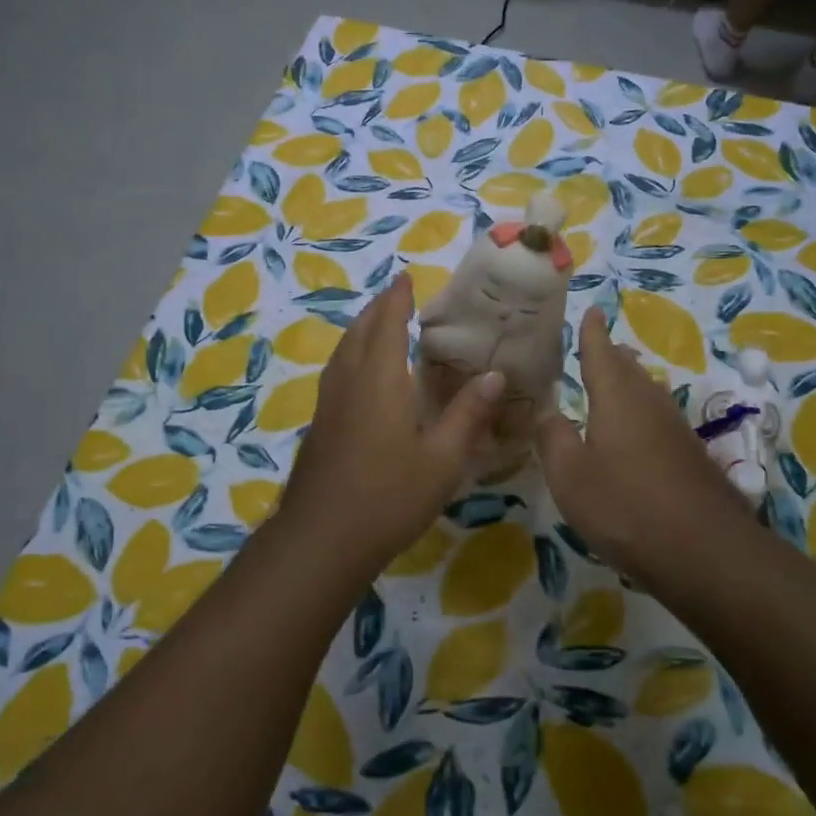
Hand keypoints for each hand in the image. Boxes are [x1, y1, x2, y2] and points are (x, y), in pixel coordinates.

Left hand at [276, 272, 504, 572]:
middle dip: (376, 309)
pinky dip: (351, 356)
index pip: (388, 324)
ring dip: (360, 330)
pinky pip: (336, 373)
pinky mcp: (319, 426)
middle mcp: (349, 382)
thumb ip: (468, 414)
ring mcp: (328, 404)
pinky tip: (361, 377)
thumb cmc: (389, 496)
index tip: (405, 276)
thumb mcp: (442, 459)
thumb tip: (495, 375)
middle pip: (359, 332)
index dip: (397, 299)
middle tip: (395, 296)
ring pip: (342, 352)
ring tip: (377, 326)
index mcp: (380, 380)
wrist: (322, 539)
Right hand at [538, 307, 758, 584]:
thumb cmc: (625, 507)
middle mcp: (650, 403)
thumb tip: (547, 409)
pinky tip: (636, 431)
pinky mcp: (691, 456)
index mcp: (617, 398)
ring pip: (648, 391)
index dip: (592, 333)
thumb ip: (553, 437)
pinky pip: (659, 417)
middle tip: (596, 345)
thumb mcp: (570, 475)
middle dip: (611, 355)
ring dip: (629, 381)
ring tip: (613, 379)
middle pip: (629, 369)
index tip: (593, 310)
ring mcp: (676, 429)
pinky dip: (641, 411)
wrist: (704, 552)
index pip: (600, 353)